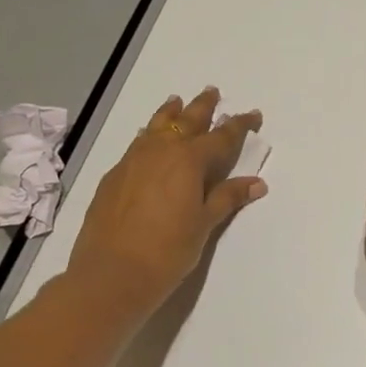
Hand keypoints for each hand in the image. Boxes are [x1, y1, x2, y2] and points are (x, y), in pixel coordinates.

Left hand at [61, 88, 266, 318]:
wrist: (110, 275)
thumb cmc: (167, 251)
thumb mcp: (204, 224)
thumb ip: (227, 198)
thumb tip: (256, 183)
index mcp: (189, 160)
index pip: (222, 136)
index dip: (239, 125)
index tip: (253, 115)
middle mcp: (161, 151)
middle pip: (186, 120)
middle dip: (202, 106)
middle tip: (212, 91)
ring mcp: (132, 161)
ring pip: (155, 126)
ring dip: (170, 113)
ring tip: (176, 102)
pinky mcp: (113, 176)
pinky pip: (136, 144)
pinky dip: (148, 135)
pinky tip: (147, 140)